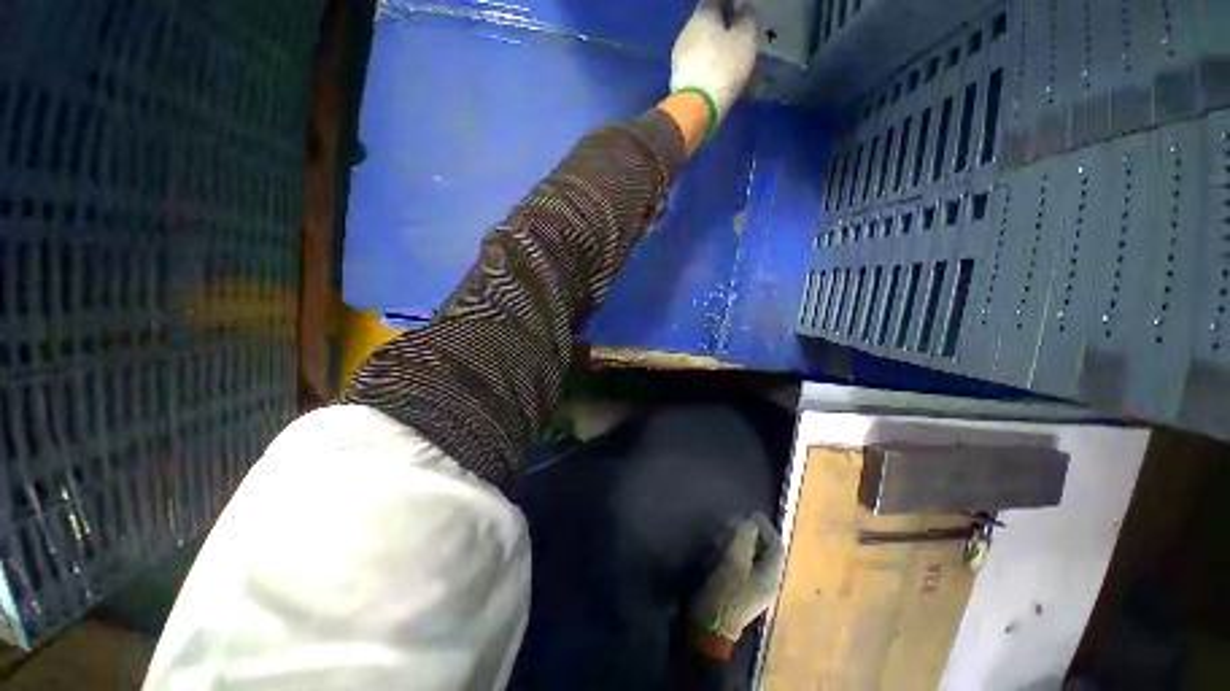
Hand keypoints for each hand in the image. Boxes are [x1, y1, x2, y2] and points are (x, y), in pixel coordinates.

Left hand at [670, 0, 757, 130]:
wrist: (696, 111)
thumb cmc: (723, 68)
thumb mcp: (745, 39)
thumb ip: (747, 20)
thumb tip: (743, 10)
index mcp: (701, 15)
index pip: (715, 0)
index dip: (731, 4)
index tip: (742, 13)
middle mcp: (686, 34)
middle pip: (708, 27)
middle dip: (726, 32)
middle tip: (743, 42)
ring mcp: (679, 60)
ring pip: (704, 51)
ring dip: (720, 56)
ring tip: (737, 69)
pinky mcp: (679, 83)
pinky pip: (700, 71)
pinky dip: (712, 74)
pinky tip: (723, 84)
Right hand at [689, 513, 784, 644]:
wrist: (710, 626)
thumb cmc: (725, 593)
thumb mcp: (734, 562)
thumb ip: (744, 539)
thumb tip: (750, 522)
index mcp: (770, 575)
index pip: (776, 546)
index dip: (766, 527)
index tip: (752, 513)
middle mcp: (766, 580)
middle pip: (764, 550)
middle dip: (749, 534)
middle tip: (733, 523)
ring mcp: (753, 586)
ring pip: (751, 556)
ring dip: (738, 543)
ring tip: (722, 536)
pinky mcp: (740, 589)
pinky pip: (741, 565)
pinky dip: (732, 554)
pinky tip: (718, 552)